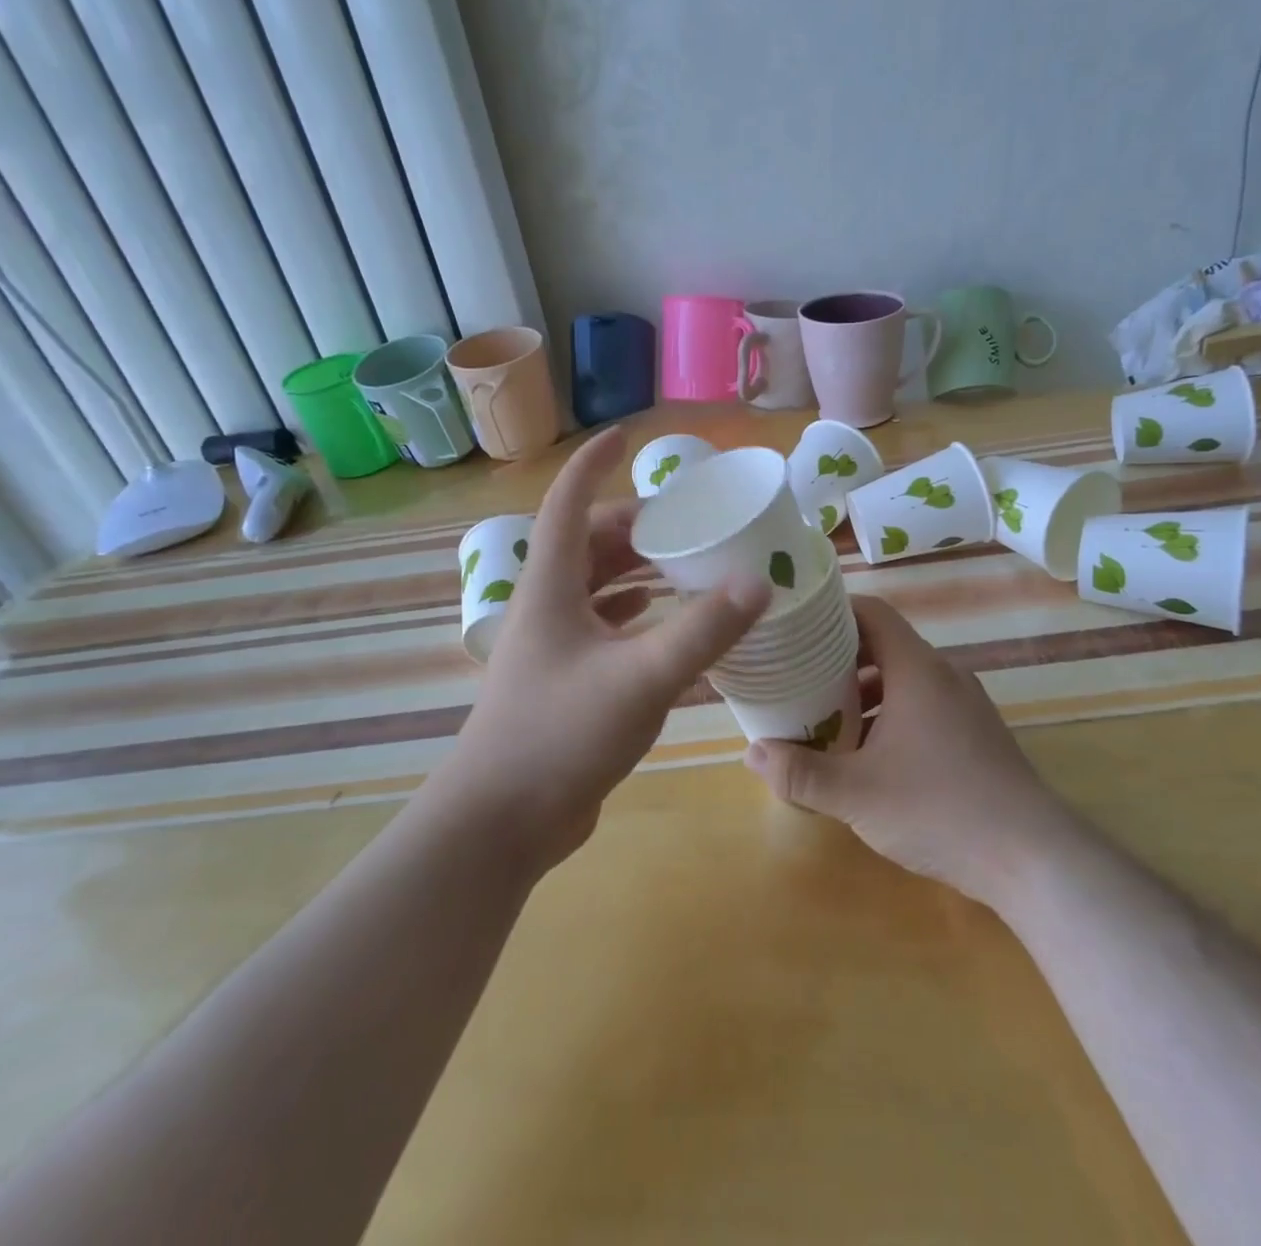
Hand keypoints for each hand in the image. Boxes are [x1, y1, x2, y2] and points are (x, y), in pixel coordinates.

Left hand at [436, 428, 770, 873]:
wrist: (501, 823)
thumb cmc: (561, 734)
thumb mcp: (642, 678)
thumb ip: (704, 630)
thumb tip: (760, 582)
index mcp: (551, 587)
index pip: (568, 502)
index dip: (593, 462)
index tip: (625, 437)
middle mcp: (548, 607)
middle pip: (588, 544)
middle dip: (634, 525)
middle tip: (687, 523)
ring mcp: (553, 647)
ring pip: (597, 588)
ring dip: (637, 571)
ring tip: (686, 564)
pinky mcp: (565, 682)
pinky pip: (604, 628)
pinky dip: (635, 615)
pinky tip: (667, 623)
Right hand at [744, 596, 1066, 912]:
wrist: (1033, 857)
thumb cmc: (939, 808)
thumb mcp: (856, 793)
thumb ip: (800, 773)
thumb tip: (752, 752)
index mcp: (917, 669)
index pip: (872, 612)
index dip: (832, 612)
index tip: (797, 627)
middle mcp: (944, 675)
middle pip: (884, 647)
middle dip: (838, 661)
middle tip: (798, 678)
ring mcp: (966, 705)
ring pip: (904, 681)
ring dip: (865, 694)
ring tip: (826, 720)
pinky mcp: (977, 735)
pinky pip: (925, 707)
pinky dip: (892, 716)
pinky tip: (872, 757)